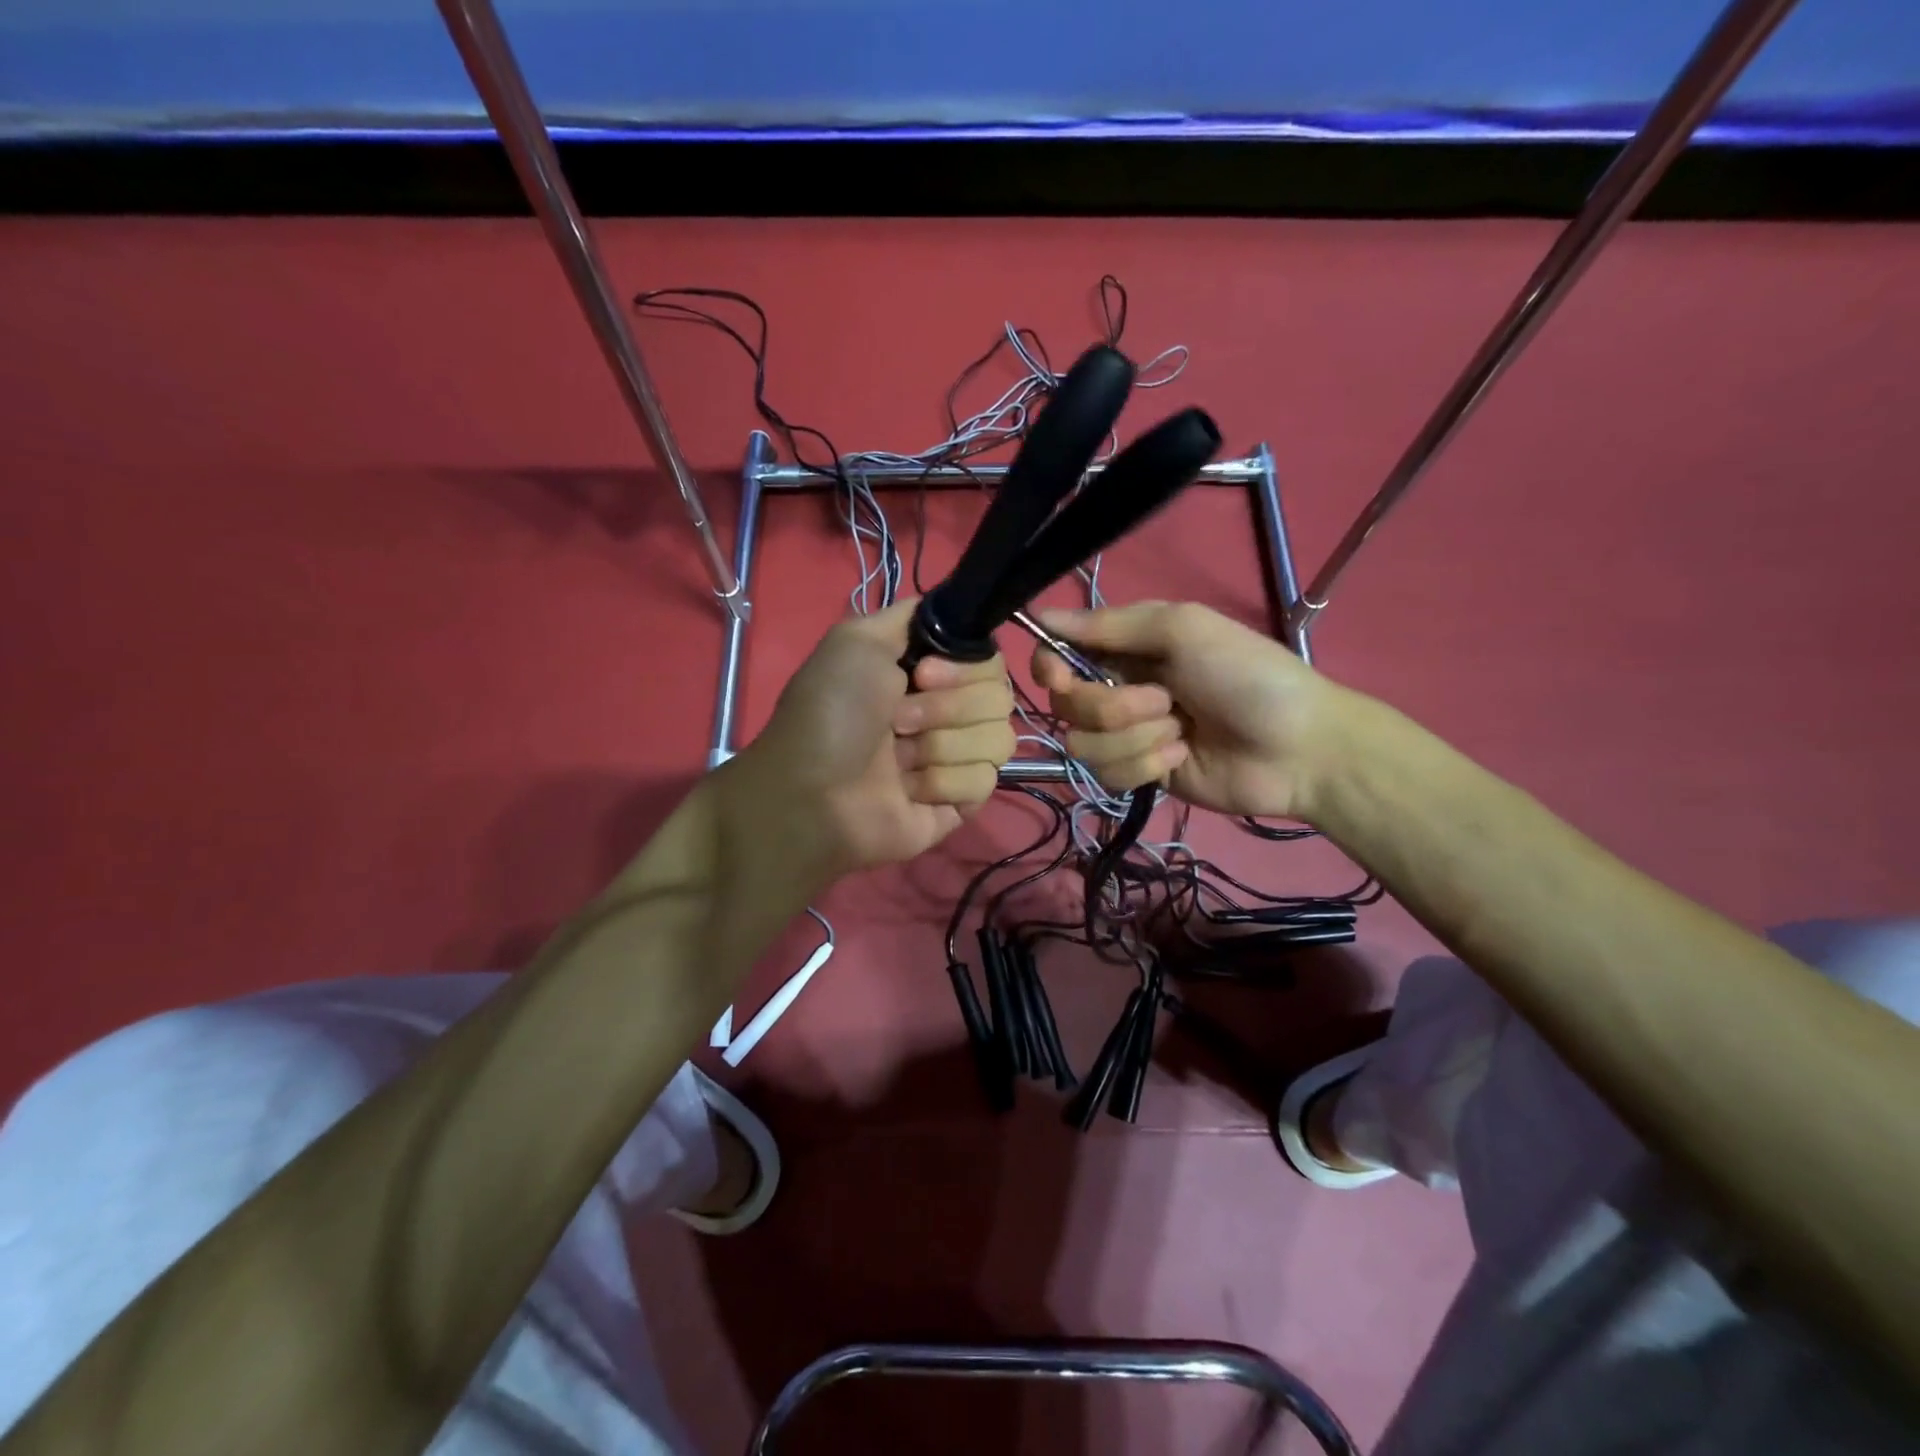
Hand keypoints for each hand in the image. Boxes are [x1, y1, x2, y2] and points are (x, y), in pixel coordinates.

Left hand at [730, 599, 1016, 874]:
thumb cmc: (830, 714)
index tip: (921, 675)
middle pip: (1000, 698)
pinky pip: (984, 782)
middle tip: (897, 723)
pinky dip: (943, 784)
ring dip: (941, 747)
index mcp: (928, 674)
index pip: (989, 660)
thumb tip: (955, 608)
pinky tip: (909, 791)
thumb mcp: (856, 639)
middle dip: (946, 709)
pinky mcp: (960, 803)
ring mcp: (956, 759)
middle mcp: (947, 712)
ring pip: (998, 740)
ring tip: (899, 761)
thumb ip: (912, 615)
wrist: (812, 793)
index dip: (963, 668)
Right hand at [1031, 602, 1337, 821]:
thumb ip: (1111, 625)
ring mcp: (1129, 735)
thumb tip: (1041, 616)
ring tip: (1181, 732)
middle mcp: (1121, 689)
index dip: (1050, 666)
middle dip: (1114, 707)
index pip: (1060, 654)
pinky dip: (1146, 765)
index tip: (1059, 675)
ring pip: (1084, 744)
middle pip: (1068, 704)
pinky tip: (1182, 757)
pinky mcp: (1139, 774)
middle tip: (1164, 701)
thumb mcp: (1184, 630)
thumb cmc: (1246, 675)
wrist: (1299, 748)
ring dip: (1136, 738)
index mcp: (1128, 649)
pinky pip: (1108, 774)